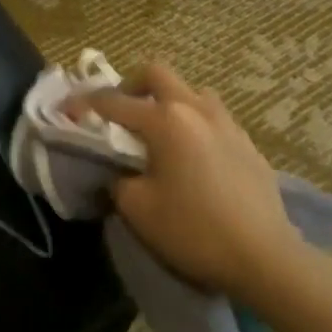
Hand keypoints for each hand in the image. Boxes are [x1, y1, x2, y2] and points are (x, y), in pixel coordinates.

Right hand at [77, 65, 302, 301]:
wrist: (265, 258)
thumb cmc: (193, 230)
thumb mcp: (137, 208)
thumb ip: (116, 180)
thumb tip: (116, 172)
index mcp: (165, 120)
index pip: (113, 102)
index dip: (83, 104)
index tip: (66, 111)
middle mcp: (196, 110)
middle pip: (158, 74)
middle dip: (130, 85)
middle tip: (118, 112)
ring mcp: (227, 124)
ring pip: (191, 92)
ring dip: (168, 101)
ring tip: (158, 132)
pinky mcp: (247, 144)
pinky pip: (213, 118)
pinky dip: (193, 124)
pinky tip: (191, 156)